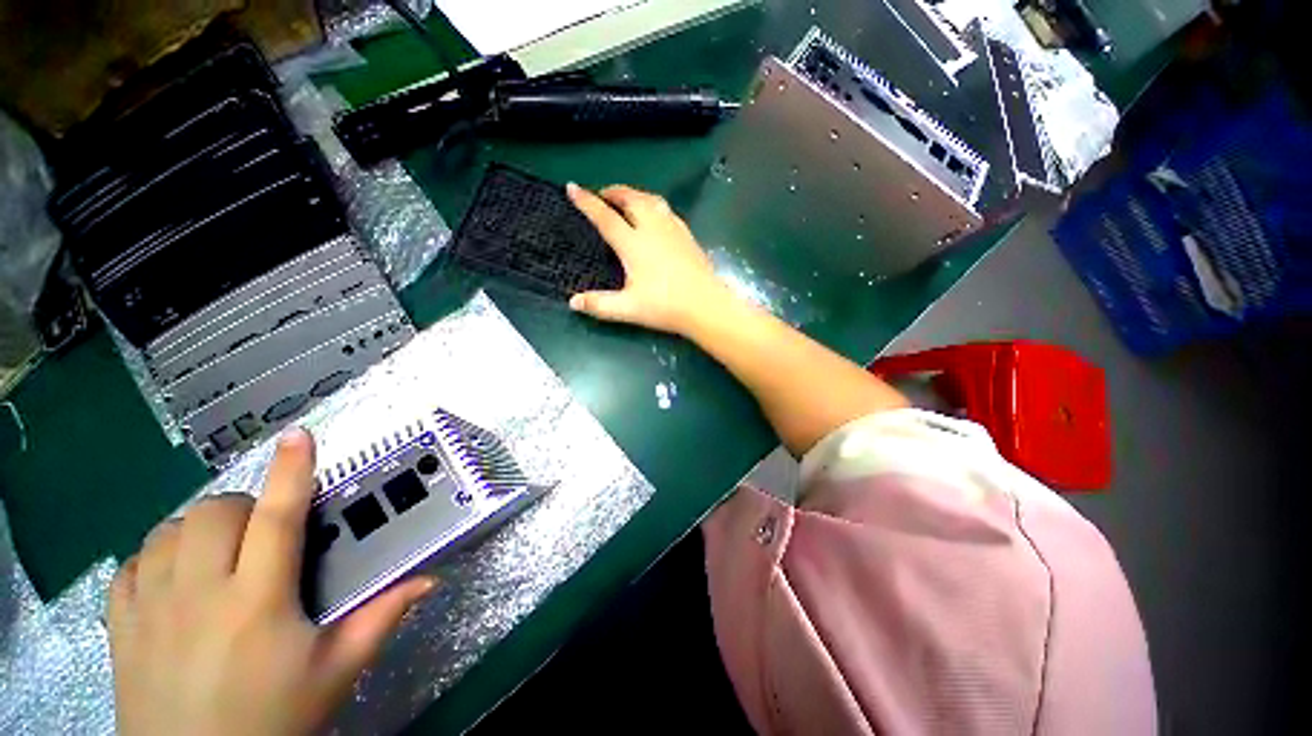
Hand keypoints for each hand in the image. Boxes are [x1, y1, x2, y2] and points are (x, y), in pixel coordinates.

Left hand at [107, 429, 434, 735]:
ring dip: (199, 529)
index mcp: (258, 601)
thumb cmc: (272, 720)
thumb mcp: (336, 672)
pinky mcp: (122, 623)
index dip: (291, 471)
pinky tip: (173, 577)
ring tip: (219, 554)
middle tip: (261, 534)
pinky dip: (156, 556)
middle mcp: (199, 593)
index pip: (277, 518)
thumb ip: (381, 618)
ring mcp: (151, 606)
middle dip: (243, 508)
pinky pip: (132, 563)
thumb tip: (430, 579)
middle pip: (214, 513)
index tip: (299, 435)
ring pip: (168, 530)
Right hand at [566, 183, 735, 335]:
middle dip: (613, 192)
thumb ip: (599, 304)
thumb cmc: (665, 306)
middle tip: (602, 195)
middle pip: (630, 199)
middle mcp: (652, 229)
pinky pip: (666, 209)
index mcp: (634, 244)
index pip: (605, 217)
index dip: (587, 202)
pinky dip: (653, 204)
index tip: (572, 187)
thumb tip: (573, 302)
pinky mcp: (687, 235)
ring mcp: (673, 230)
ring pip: (651, 200)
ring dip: (634, 195)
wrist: (705, 305)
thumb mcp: (628, 309)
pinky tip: (655, 216)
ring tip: (626, 201)